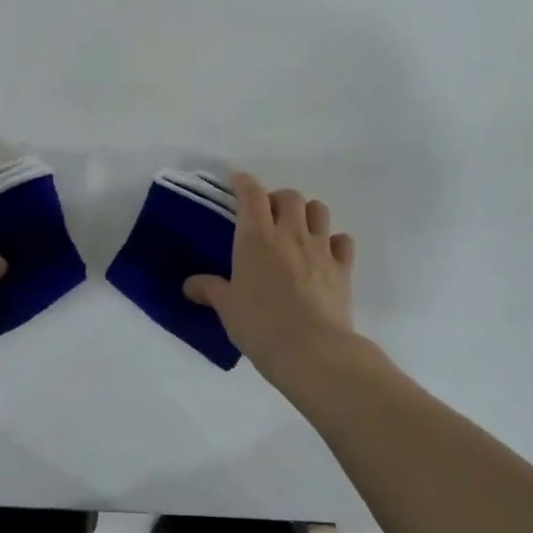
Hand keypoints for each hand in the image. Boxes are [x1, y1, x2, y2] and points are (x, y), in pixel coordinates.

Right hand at [184, 174, 356, 382]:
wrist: (311, 350)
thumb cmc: (260, 325)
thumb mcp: (227, 308)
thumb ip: (210, 289)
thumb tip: (189, 285)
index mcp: (256, 237)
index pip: (251, 194)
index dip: (244, 182)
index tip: (237, 181)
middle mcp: (290, 234)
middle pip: (289, 196)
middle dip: (277, 198)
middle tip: (267, 215)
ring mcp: (320, 248)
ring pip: (319, 210)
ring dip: (307, 213)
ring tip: (297, 228)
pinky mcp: (343, 268)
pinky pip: (342, 241)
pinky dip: (334, 241)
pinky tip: (324, 253)